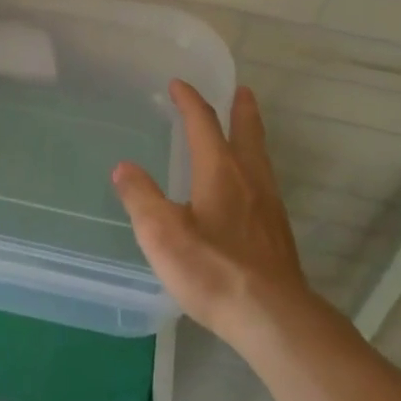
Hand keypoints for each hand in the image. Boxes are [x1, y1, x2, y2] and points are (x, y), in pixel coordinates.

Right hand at [113, 82, 309, 344]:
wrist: (272, 316)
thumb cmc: (212, 269)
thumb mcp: (162, 233)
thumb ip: (141, 197)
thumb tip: (123, 167)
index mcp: (220, 171)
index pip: (203, 123)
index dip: (190, 101)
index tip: (178, 84)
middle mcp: (249, 179)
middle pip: (247, 133)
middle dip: (240, 109)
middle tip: (241, 90)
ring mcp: (268, 206)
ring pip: (260, 158)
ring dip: (252, 136)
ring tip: (246, 131)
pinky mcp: (277, 233)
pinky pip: (264, 183)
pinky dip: (254, 168)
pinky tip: (248, 189)